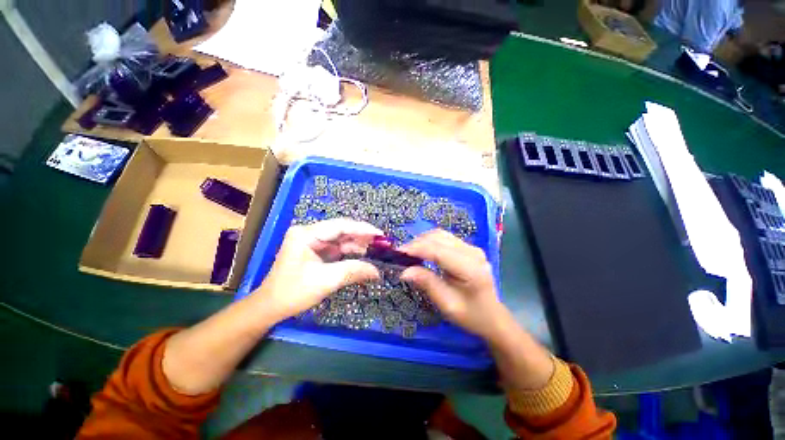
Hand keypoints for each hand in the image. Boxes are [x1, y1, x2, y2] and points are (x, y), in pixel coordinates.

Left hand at [250, 218, 381, 321]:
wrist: (271, 307)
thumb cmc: (293, 292)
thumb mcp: (325, 281)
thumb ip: (353, 271)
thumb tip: (377, 271)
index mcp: (306, 234)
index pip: (340, 226)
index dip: (362, 228)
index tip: (380, 234)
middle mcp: (309, 233)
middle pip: (341, 230)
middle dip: (362, 236)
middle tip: (381, 243)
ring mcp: (313, 241)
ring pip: (341, 239)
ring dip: (358, 244)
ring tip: (376, 249)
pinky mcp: (316, 250)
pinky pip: (338, 248)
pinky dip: (351, 252)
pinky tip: (363, 254)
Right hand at [401, 229, 554, 389]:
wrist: (493, 317)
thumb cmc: (471, 315)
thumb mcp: (447, 304)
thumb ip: (427, 283)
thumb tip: (404, 271)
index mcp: (471, 268)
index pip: (439, 251)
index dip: (417, 249)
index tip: (398, 252)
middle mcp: (473, 252)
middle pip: (439, 238)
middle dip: (417, 243)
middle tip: (400, 254)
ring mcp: (472, 248)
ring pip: (441, 235)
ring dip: (422, 240)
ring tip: (409, 252)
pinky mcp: (468, 248)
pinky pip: (445, 238)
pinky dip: (430, 241)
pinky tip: (422, 249)